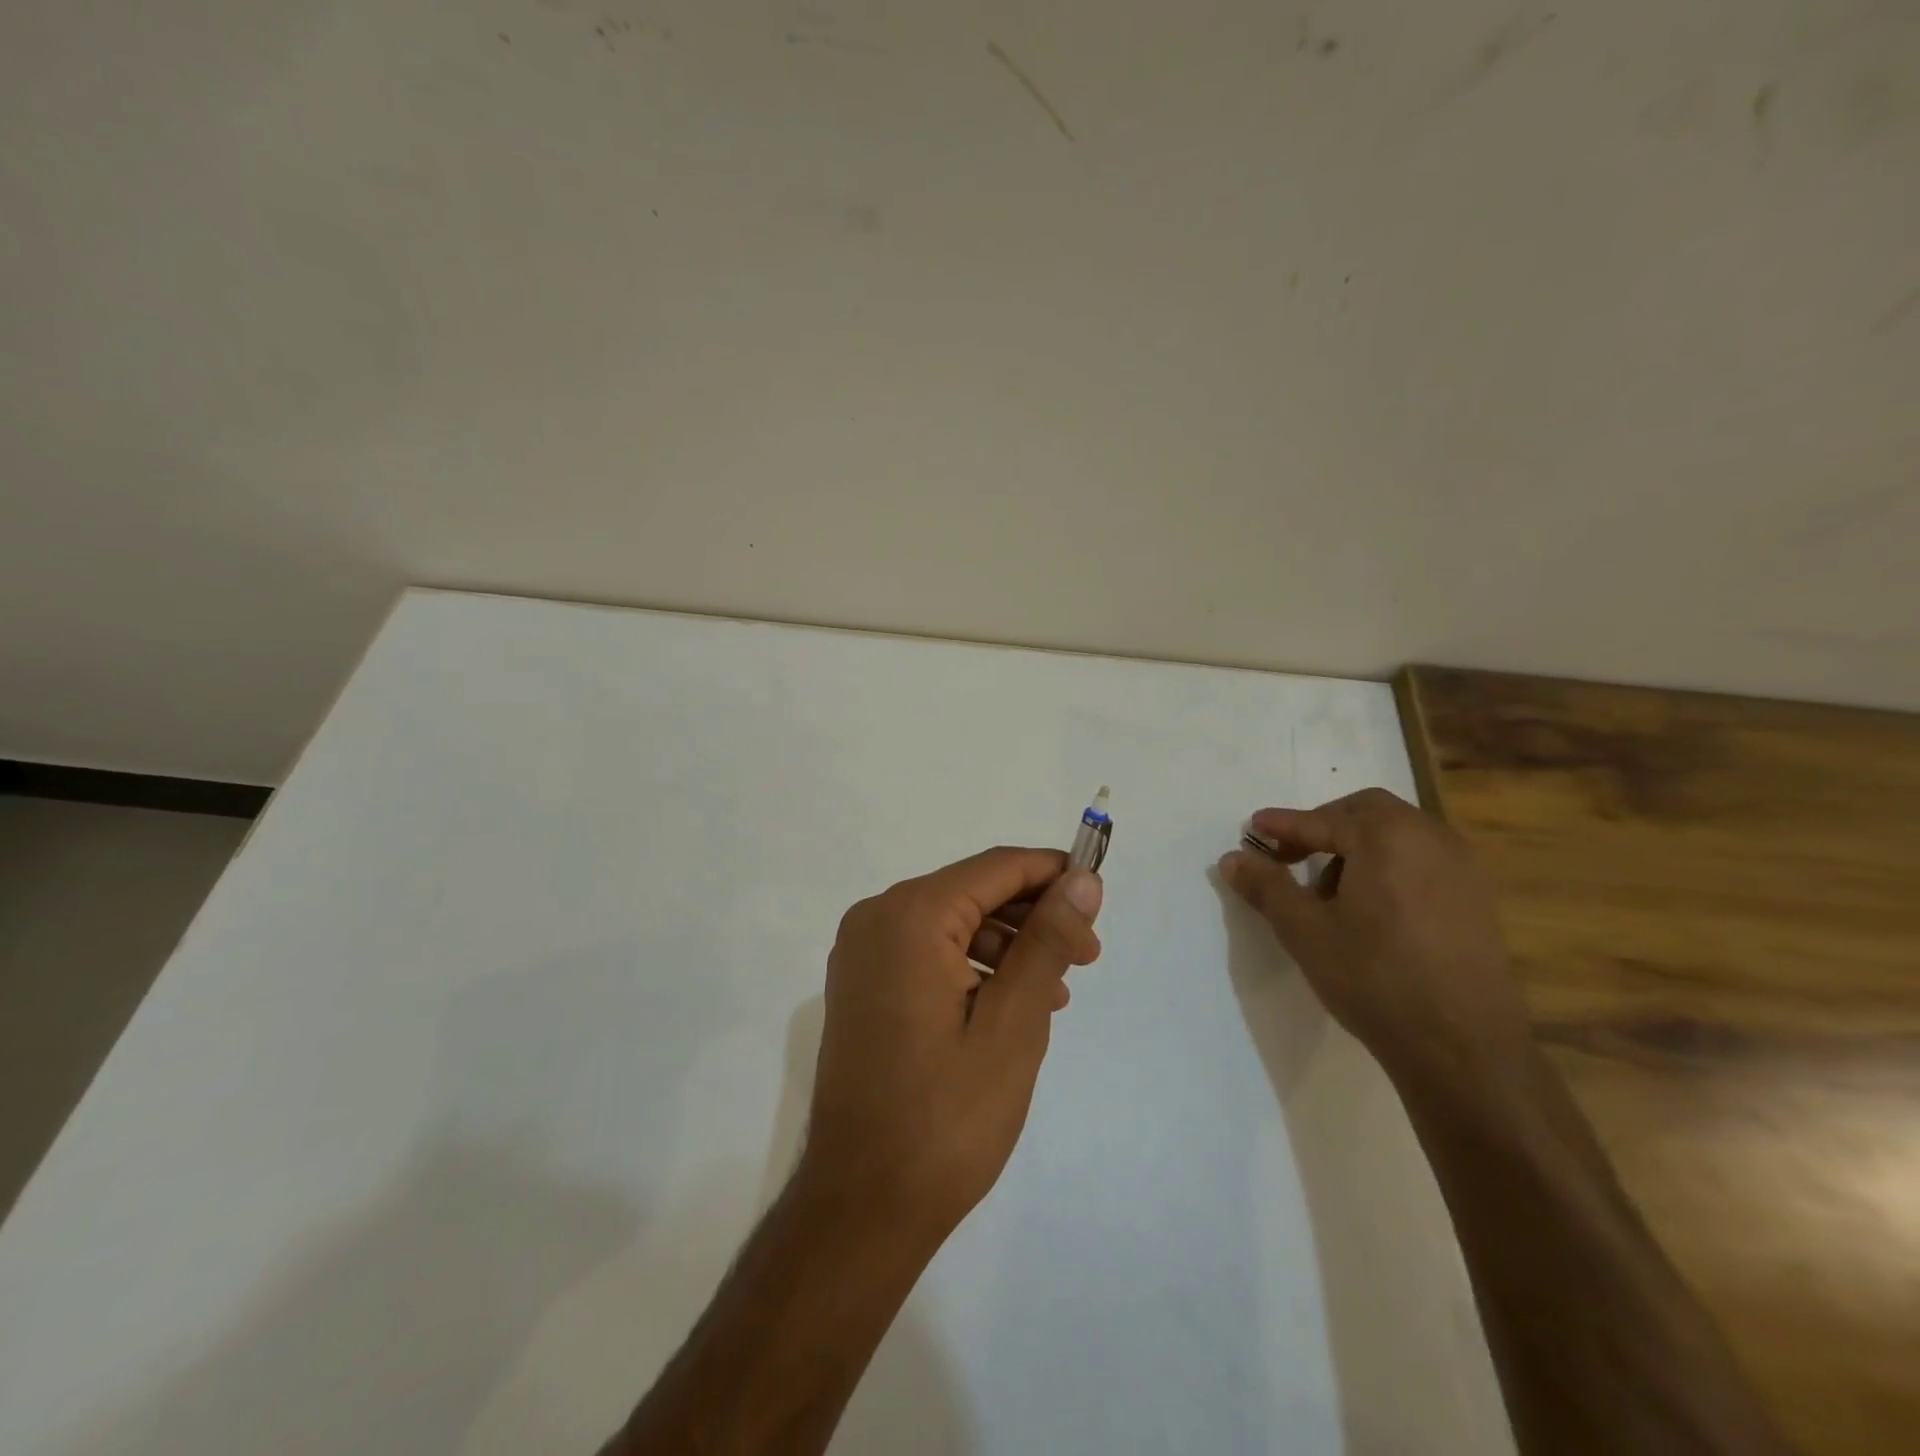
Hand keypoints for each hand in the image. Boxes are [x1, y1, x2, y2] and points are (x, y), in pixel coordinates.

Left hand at [800, 847, 1103, 1243]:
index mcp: (908, 916)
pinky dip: (973, 967)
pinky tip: (1009, 1005)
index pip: (995, 867)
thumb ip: (1048, 941)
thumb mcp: (1014, 1023)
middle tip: (1086, 958)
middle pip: (972, 892)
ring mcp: (862, 954)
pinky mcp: (861, 986)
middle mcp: (876, 919)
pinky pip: (927, 953)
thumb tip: (1083, 879)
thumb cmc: (946, 1116)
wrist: (862, 1206)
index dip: (1052, 873)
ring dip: (1007, 946)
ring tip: (1054, 993)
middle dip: (1033, 916)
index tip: (1098, 897)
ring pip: (952, 923)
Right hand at [1219, 788, 1533, 1095]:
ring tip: (1329, 890)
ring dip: (1358, 847)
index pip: (1322, 820)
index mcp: (1387, 837)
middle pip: (1367, 812)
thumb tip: (1232, 859)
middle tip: (1291, 854)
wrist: (1464, 1048)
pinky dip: (1390, 867)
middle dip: (1324, 825)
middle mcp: (1431, 839)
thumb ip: (1266, 887)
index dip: (1283, 825)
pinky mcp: (1479, 902)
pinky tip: (1372, 911)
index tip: (1253, 828)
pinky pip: (1423, 862)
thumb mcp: (1304, 930)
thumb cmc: (1374, 977)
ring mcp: (1463, 870)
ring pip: (1399, 836)